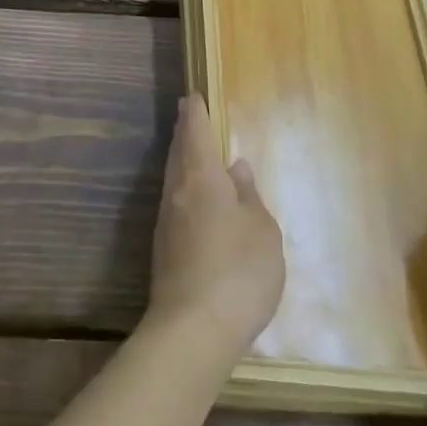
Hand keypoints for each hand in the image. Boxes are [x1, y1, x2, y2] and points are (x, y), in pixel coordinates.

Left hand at [146, 95, 284, 363]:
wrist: (193, 328)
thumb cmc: (238, 271)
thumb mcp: (261, 231)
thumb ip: (249, 197)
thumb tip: (235, 168)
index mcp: (201, 178)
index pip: (196, 133)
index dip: (195, 114)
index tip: (192, 97)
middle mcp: (177, 192)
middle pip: (178, 152)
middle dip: (184, 131)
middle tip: (187, 114)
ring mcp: (167, 221)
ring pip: (173, 177)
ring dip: (181, 158)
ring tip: (191, 150)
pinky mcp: (164, 247)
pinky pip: (175, 201)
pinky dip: (183, 187)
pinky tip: (195, 198)